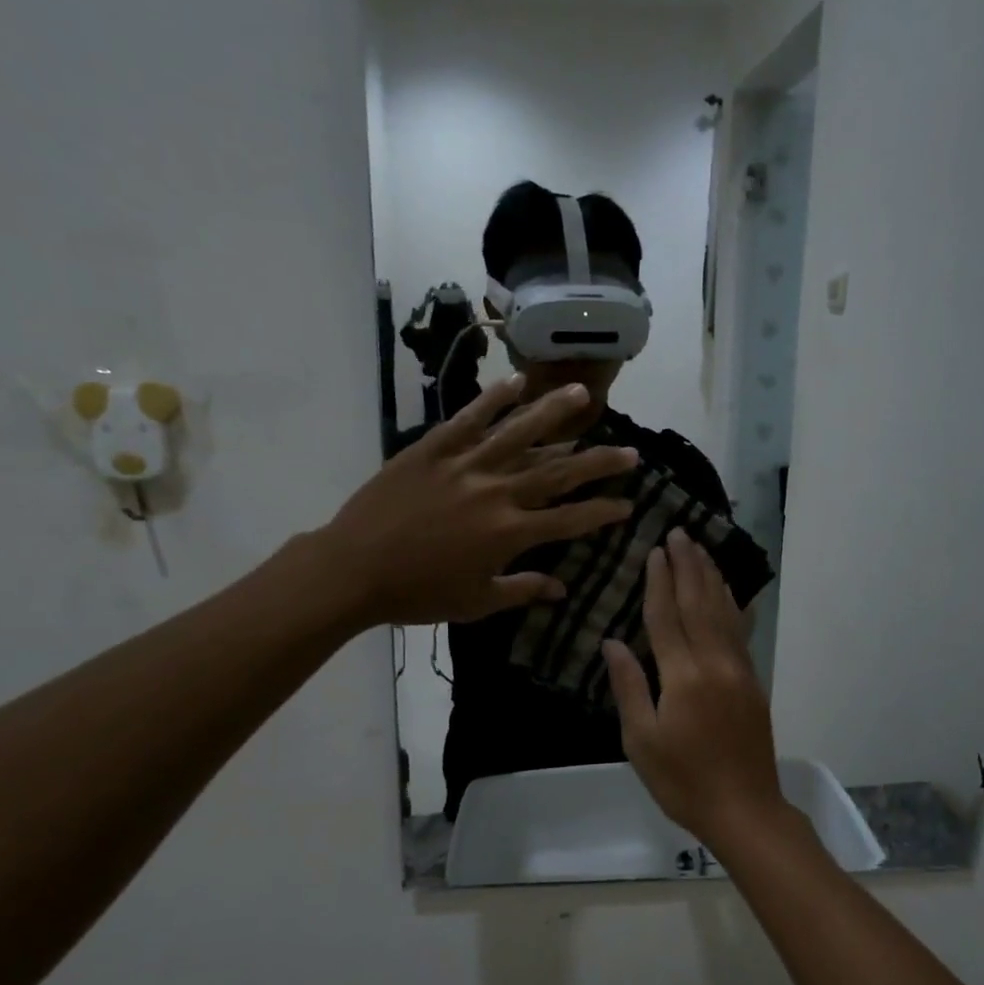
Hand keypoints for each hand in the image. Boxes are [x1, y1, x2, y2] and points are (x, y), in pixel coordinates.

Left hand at [321, 377, 637, 626]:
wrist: (353, 569)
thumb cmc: (417, 593)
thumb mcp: (476, 602)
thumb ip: (523, 590)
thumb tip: (562, 589)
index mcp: (510, 534)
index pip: (570, 519)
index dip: (603, 511)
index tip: (627, 504)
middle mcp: (497, 492)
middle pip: (558, 472)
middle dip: (599, 462)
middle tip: (630, 451)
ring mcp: (466, 465)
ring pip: (520, 432)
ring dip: (555, 413)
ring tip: (584, 394)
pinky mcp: (434, 449)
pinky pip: (470, 418)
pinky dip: (494, 398)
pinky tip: (518, 382)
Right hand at [603, 531, 795, 849]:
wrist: (744, 809)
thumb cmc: (682, 781)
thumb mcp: (641, 740)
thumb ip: (629, 687)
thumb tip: (613, 643)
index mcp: (683, 677)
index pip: (667, 617)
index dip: (659, 582)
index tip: (655, 551)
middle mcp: (715, 663)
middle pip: (699, 604)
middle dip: (688, 566)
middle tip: (681, 532)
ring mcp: (739, 671)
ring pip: (724, 612)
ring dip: (711, 578)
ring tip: (702, 549)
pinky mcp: (753, 682)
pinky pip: (741, 633)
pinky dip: (734, 606)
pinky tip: (732, 591)